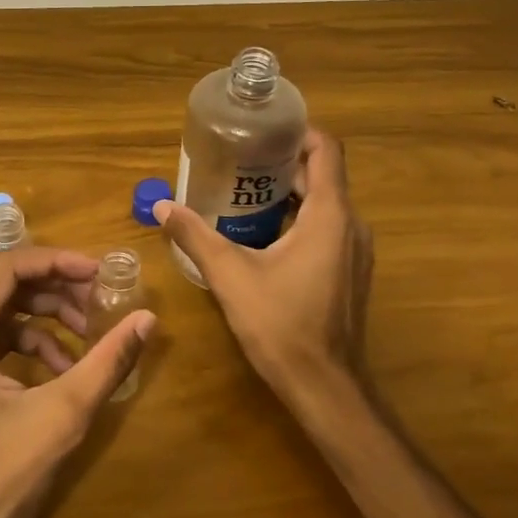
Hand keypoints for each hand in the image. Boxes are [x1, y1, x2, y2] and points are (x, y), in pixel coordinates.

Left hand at [0, 247, 154, 517]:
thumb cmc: (0, 477)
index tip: (99, 271)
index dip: (56, 261)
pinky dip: (37, 344)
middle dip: (57, 289)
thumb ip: (107, 361)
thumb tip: (148, 318)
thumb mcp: (62, 414)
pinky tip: (68, 367)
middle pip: (5, 287)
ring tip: (91, 333)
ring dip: (51, 316)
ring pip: (6, 312)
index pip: (6, 269)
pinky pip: (1, 340)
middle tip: (101, 299)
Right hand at [157, 129, 371, 403]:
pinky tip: (262, 240)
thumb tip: (162, 206)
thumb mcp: (230, 276)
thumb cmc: (282, 324)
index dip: (298, 132)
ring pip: (324, 206)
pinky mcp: (350, 274)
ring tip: (241, 199)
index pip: (326, 149)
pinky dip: (298, 223)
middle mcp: (351, 225)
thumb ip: (195, 236)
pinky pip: (327, 231)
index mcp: (329, 214)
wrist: (325, 386)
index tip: (262, 131)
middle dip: (280, 166)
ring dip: (288, 197)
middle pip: (321, 176)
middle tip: (237, 164)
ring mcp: (355, 252)